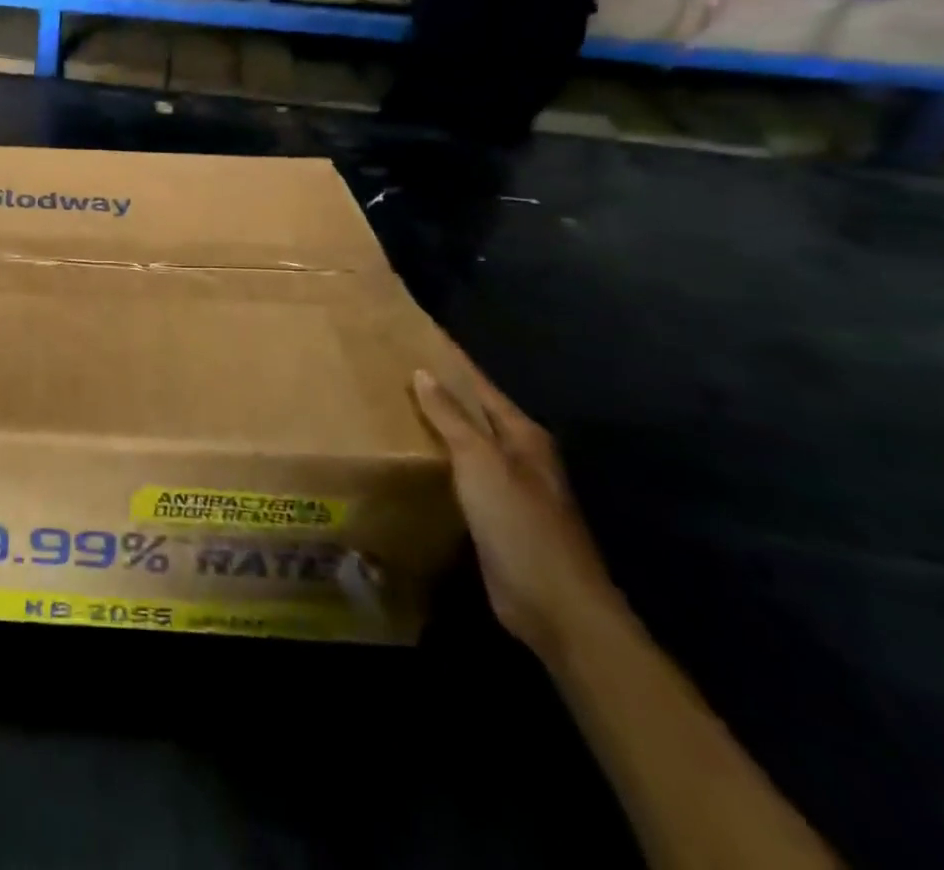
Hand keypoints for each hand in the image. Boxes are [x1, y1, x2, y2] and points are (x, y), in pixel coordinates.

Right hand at [411, 367, 620, 658]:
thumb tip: (423, 372)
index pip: (479, 385)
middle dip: (438, 392)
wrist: (554, 606)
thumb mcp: (481, 462)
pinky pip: (458, 477)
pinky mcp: (493, 518)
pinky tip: (407, 459)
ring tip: (389, 407)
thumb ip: (451, 417)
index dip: (450, 362)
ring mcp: (507, 488)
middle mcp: (518, 456)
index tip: (417, 337)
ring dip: (434, 428)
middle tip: (390, 370)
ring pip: (463, 445)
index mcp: (522, 435)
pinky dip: (434, 463)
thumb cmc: (519, 523)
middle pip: (473, 413)